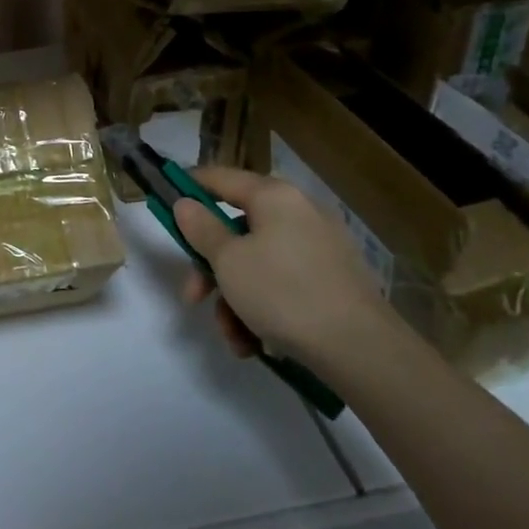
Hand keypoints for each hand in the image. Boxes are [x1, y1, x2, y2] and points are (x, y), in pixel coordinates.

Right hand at [173, 166, 391, 360]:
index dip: (189, 187)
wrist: (362, 350)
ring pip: (257, 264)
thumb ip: (201, 228)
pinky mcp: (332, 281)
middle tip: (194, 297)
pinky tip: (255, 343)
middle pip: (236, 230)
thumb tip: (186, 204)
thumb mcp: (228, 260)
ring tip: (234, 337)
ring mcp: (319, 248)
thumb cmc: (284, 292)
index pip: (220, 177)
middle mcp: (299, 213)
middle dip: (211, 268)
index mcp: (274, 196)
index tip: (166, 203)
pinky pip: (282, 284)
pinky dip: (263, 309)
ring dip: (234, 298)